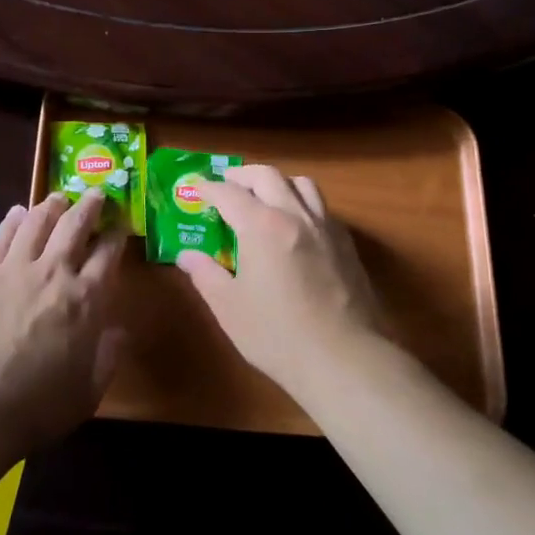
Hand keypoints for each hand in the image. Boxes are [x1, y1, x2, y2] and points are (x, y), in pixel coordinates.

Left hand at [0, 189, 126, 463]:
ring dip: (53, 204)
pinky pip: (3, 234)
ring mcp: (14, 267)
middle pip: (76, 224)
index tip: (121, 225)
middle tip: (96, 194)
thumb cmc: (34, 409)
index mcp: (86, 299)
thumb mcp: (87, 393)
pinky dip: (15, 218)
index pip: (108, 254)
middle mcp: (54, 272)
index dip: (117, 235)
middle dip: (90, 205)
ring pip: (38, 220)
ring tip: (59, 197)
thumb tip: (120, 330)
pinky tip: (19, 212)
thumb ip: (108, 357)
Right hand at [175, 165, 384, 400]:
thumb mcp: (229, 307)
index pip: (229, 193)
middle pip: (267, 176)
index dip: (208, 188)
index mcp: (261, 225)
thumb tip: (187, 256)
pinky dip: (303, 204)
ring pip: (302, 184)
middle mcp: (295, 215)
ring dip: (278, 182)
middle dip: (242, 175)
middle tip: (227, 185)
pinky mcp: (347, 245)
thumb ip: (205, 275)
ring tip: (265, 198)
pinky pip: (322, 208)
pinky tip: (297, 227)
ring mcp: (326, 227)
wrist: (346, 360)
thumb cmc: (278, 335)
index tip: (196, 187)